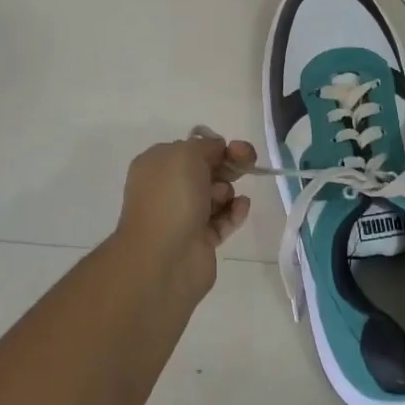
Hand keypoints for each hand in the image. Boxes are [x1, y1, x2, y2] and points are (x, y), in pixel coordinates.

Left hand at [115, 133, 253, 301]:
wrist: (164, 259)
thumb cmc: (171, 198)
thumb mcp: (187, 154)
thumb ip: (206, 146)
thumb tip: (217, 151)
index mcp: (157, 165)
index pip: (192, 149)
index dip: (216, 146)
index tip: (235, 149)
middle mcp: (168, 189)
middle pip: (207, 170)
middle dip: (229, 165)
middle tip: (247, 163)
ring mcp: (183, 216)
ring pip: (217, 194)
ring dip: (227, 191)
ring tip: (224, 199)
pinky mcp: (200, 240)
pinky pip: (224, 219)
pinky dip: (235, 212)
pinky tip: (241, 208)